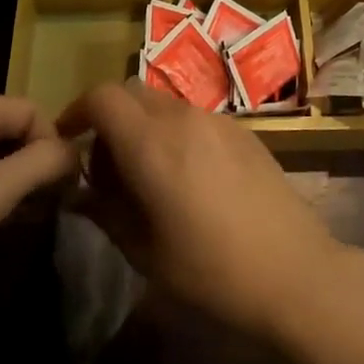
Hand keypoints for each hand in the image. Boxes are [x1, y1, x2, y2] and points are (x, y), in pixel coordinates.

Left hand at [0, 96, 74, 345]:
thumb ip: (45, 161)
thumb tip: (76, 151)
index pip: (29, 109)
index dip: (53, 140)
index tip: (64, 183)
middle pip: (12, 131)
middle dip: (38, 162)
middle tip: (56, 202)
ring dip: (20, 184)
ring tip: (35, 217)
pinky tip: (5, 228)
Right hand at [59, 82, 352, 341]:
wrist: (294, 270)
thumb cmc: (211, 271)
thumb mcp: (146, 252)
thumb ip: (106, 213)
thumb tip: (80, 194)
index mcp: (152, 144)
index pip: (102, 97)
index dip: (77, 111)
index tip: (69, 141)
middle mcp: (183, 118)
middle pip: (132, 93)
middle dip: (109, 118)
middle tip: (106, 166)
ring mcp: (217, 120)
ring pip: (164, 103)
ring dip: (143, 125)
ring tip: (147, 175)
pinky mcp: (243, 130)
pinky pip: (194, 117)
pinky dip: (174, 131)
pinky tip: (188, 176)